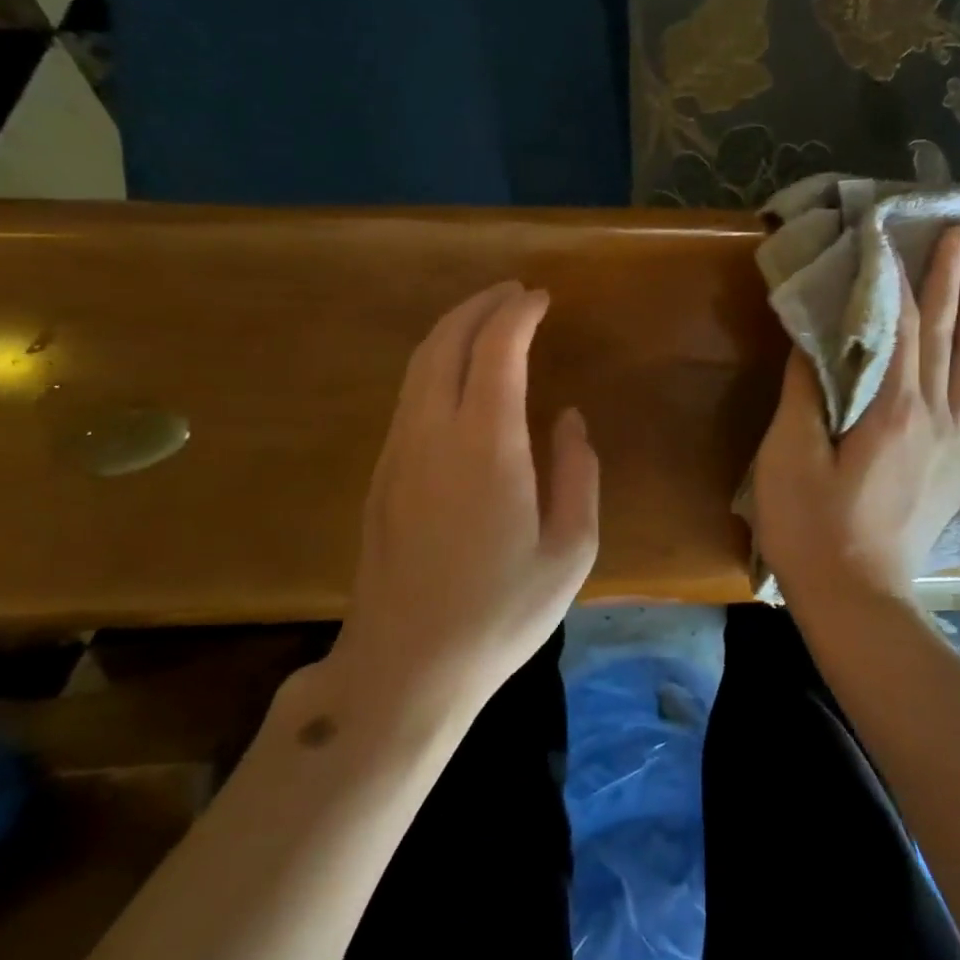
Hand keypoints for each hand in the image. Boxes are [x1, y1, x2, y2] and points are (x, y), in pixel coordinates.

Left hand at [322, 281, 599, 714]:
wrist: (407, 666)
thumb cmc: (502, 613)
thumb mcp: (571, 550)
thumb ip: (577, 472)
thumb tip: (568, 419)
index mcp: (486, 446)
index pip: (496, 350)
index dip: (517, 314)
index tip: (541, 298)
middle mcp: (432, 433)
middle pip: (445, 342)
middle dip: (479, 306)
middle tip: (514, 293)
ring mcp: (398, 452)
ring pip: (419, 365)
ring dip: (454, 330)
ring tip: (488, 320)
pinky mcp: (381, 473)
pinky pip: (409, 395)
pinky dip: (437, 363)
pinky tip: (460, 376)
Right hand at [752, 224, 959, 607]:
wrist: (859, 598)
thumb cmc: (812, 527)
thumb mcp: (790, 456)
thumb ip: (807, 391)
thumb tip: (816, 338)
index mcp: (893, 409)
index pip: (899, 325)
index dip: (894, 277)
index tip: (893, 234)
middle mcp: (935, 416)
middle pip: (946, 333)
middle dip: (951, 277)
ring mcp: (955, 442)